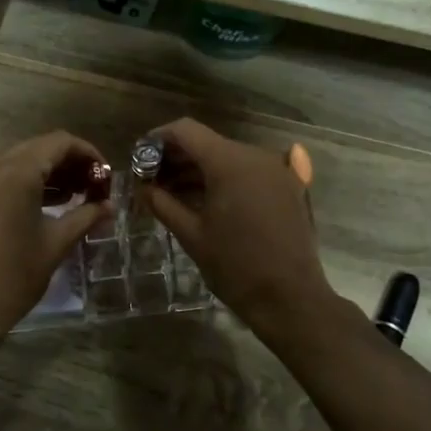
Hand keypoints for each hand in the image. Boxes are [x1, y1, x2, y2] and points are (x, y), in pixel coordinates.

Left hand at [0, 131, 110, 346]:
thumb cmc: (14, 276)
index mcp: (16, 172)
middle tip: (93, 186)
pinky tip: (44, 204)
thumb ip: (85, 217)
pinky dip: (25, 182)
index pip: (60, 142)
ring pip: (18, 160)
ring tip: (75, 196)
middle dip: (69, 163)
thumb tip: (109, 206)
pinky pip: (0, 176)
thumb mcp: (56, 244)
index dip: (88, 154)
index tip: (105, 176)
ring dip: (48, 172)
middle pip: (38, 148)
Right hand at [143, 118, 334, 335]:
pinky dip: (228, 179)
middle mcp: (256, 155)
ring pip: (229, 158)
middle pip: (208, 143)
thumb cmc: (236, 266)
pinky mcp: (290, 187)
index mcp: (229, 162)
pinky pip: (251, 172)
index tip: (140, 158)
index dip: (159, 139)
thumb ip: (163, 204)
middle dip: (178, 158)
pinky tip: (212, 198)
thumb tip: (142, 188)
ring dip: (201, 170)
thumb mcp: (192, 235)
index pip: (186, 131)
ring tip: (175, 195)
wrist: (290, 299)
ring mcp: (277, 170)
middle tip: (153, 182)